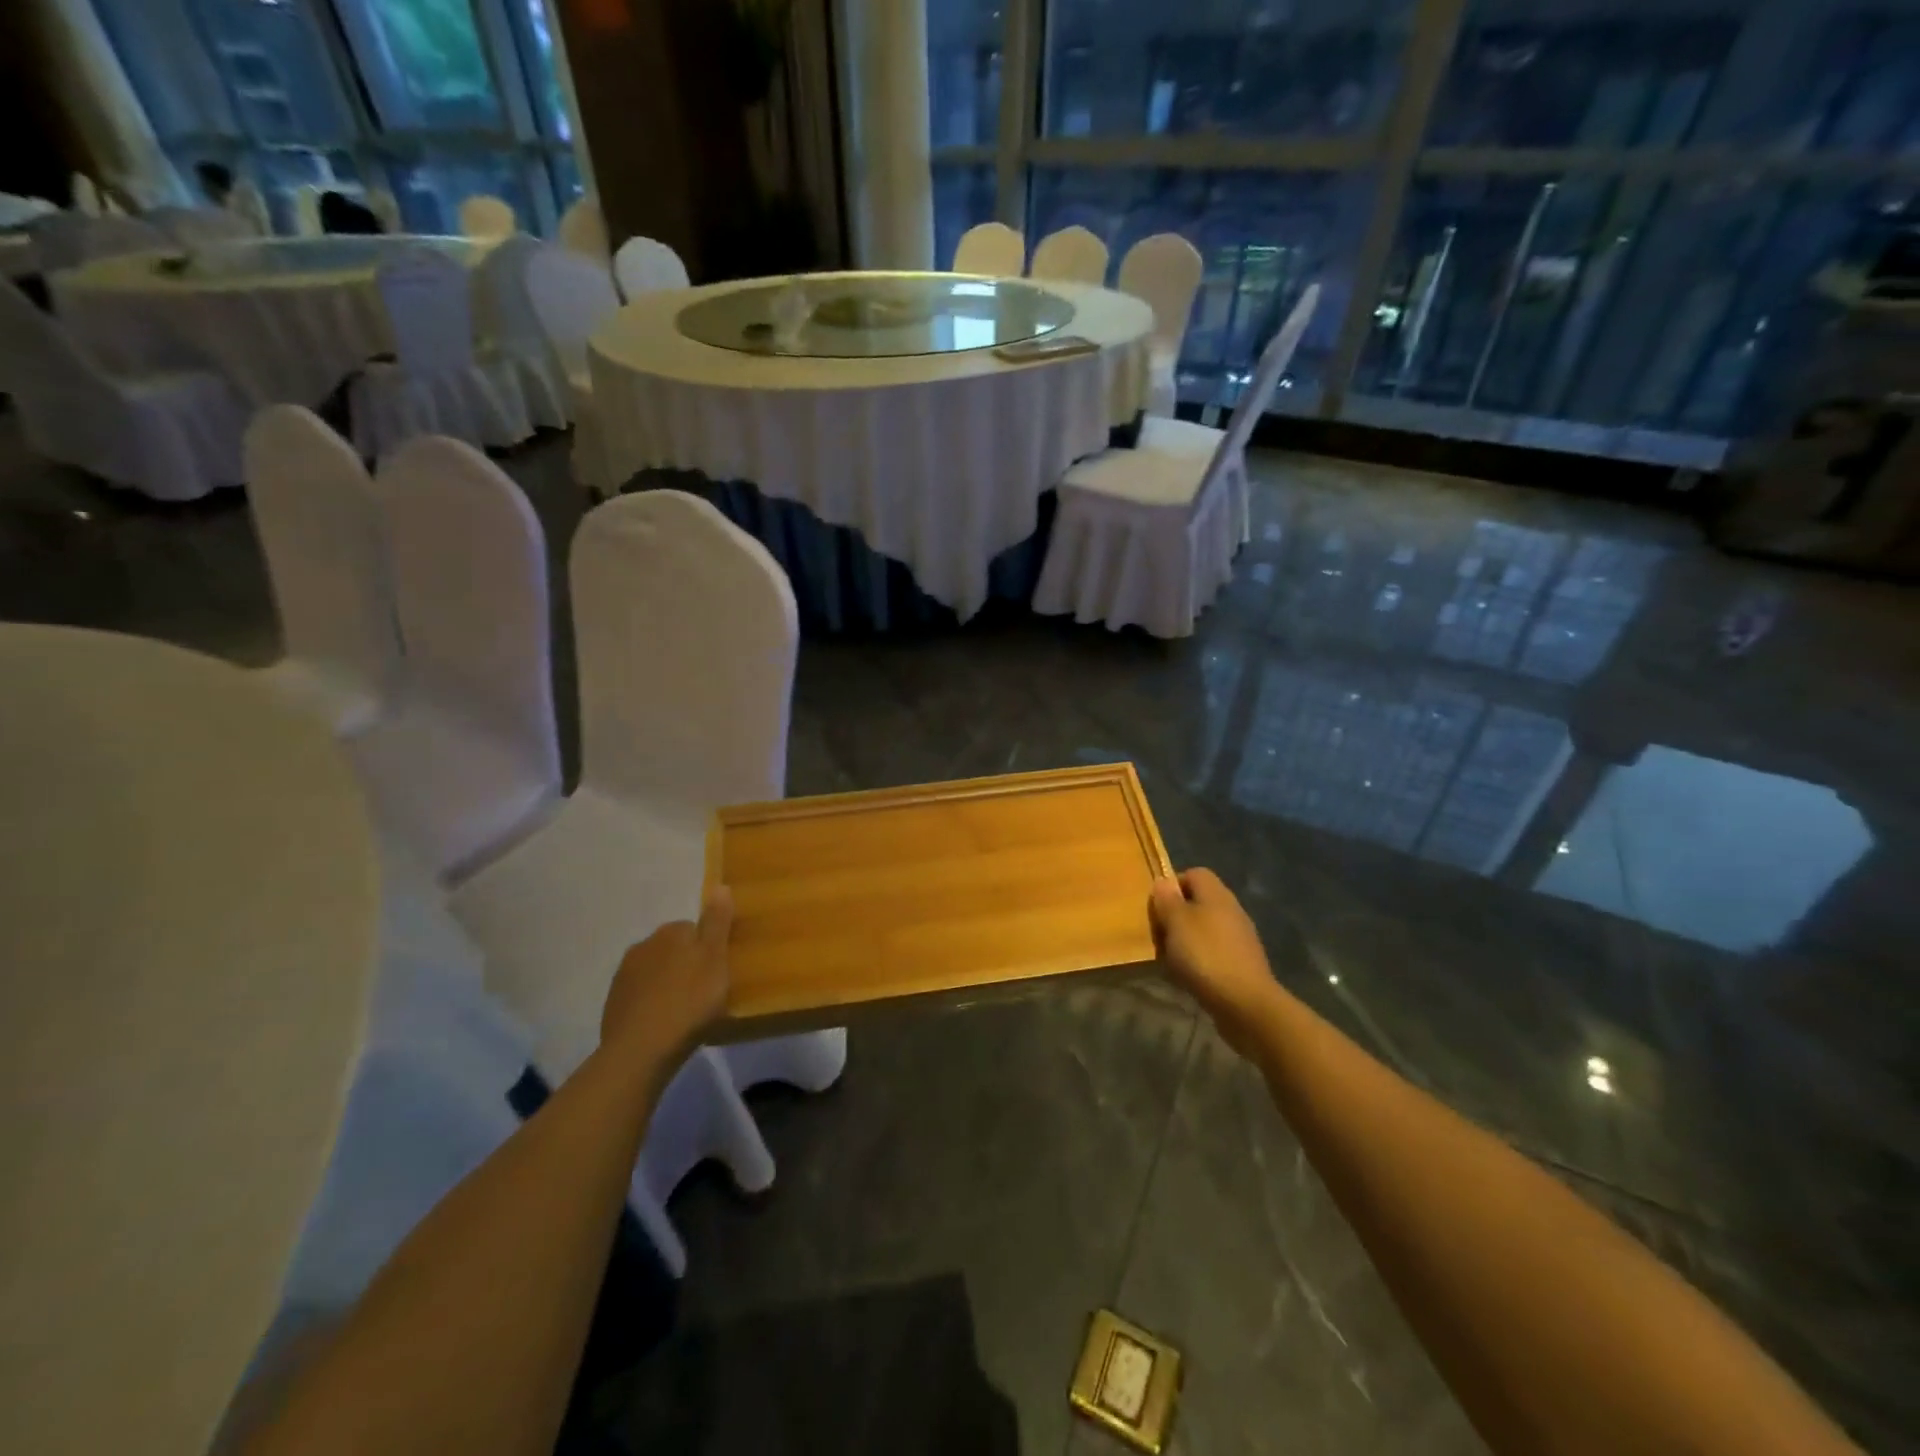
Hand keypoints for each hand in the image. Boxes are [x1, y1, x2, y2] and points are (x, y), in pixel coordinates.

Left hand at [600, 887, 733, 1075]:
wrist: (640, 1050)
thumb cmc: (688, 1002)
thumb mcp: (715, 959)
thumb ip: (717, 923)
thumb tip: (720, 886)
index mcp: (670, 932)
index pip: (694, 928)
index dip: (709, 948)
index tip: (719, 971)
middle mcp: (643, 944)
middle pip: (673, 948)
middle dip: (686, 963)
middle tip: (704, 991)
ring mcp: (624, 974)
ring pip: (655, 971)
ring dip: (668, 983)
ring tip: (684, 1010)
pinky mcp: (613, 1003)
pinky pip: (640, 994)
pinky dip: (651, 1003)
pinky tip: (662, 1022)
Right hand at [1149, 869, 1281, 1054]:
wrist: (1246, 1004)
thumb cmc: (1205, 955)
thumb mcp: (1176, 922)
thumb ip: (1167, 900)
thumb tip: (1163, 882)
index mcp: (1216, 894)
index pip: (1194, 874)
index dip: (1172, 885)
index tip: (1157, 907)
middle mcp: (1231, 910)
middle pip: (1199, 902)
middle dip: (1176, 917)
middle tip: (1159, 934)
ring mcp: (1240, 938)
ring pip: (1205, 929)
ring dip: (1186, 941)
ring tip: (1170, 959)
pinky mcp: (1242, 964)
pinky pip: (1213, 953)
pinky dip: (1199, 961)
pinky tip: (1188, 977)